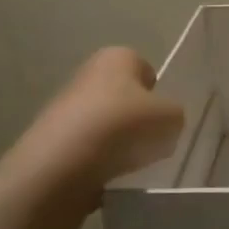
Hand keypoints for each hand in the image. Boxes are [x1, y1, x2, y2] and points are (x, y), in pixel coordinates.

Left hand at [21, 47, 185, 187]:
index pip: (146, 69)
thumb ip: (175, 114)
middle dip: (138, 117)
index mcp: (118, 56)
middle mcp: (89, 72)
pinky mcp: (52, 137)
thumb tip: (164, 121)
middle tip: (150, 140)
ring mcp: (66, 105)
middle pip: (125, 96)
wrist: (62, 164)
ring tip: (128, 161)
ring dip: (119, 140)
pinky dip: (99, 158)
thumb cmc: (124, 126)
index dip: (158, 93)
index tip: (162, 117)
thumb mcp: (172, 117)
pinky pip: (89, 146)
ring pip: (107, 122)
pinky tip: (106, 172)